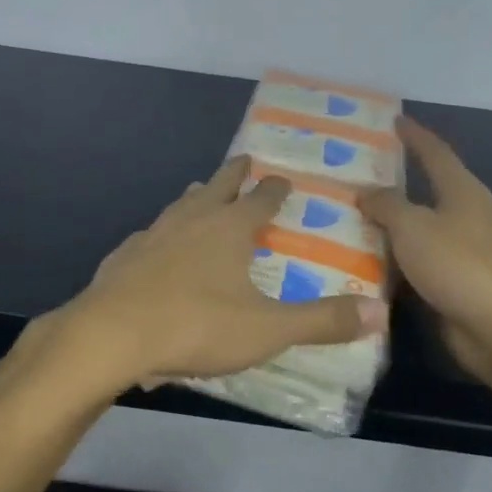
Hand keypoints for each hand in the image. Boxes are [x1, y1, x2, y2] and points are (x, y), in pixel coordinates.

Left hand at [42, 155, 388, 399]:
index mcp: (228, 229)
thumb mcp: (267, 329)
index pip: (260, 199)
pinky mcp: (126, 254)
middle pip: (217, 186)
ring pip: (180, 204)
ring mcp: (154, 233)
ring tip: (201, 190)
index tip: (281, 177)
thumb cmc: (196, 325)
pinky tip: (156, 242)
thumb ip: (321, 320)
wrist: (113, 333)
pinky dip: (162, 232)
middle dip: (234, 173)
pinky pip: (150, 234)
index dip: (274, 188)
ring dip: (196, 195)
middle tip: (243, 158)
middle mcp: (191, 220)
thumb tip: (378, 311)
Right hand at [361, 117, 491, 382]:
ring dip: (388, 222)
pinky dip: (392, 255)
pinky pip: (415, 258)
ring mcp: (461, 249)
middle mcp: (465, 215)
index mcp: (462, 191)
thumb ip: (385, 203)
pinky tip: (362, 256)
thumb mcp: (412, 226)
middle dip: (392, 180)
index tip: (392, 120)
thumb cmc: (458, 264)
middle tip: (354, 171)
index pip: (435, 152)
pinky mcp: (453, 281)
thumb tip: (365, 191)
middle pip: (425, 188)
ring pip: (417, 226)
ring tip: (348, 213)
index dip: (414, 135)